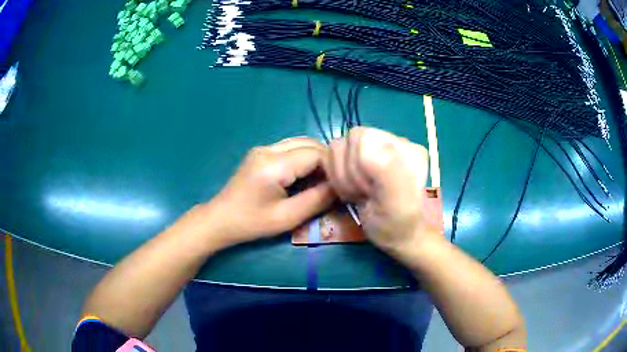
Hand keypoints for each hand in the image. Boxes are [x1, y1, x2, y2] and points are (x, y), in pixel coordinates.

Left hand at [208, 137, 334, 245]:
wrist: (220, 219)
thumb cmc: (252, 222)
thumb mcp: (287, 218)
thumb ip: (317, 200)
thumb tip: (339, 187)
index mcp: (274, 164)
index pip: (316, 154)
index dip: (333, 168)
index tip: (340, 186)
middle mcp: (269, 149)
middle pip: (309, 143)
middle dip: (326, 161)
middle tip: (333, 184)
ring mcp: (264, 148)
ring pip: (301, 143)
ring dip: (316, 158)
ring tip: (320, 181)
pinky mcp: (261, 153)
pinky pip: (291, 148)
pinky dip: (304, 159)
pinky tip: (304, 177)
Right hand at [324, 127, 441, 254]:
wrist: (396, 234)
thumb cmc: (397, 224)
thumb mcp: (398, 204)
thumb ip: (388, 173)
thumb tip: (368, 146)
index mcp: (405, 148)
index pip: (360, 137)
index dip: (356, 166)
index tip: (369, 191)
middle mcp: (392, 141)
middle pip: (348, 141)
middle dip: (350, 173)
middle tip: (365, 194)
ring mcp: (377, 147)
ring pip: (338, 148)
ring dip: (343, 177)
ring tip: (361, 193)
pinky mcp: (363, 155)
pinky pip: (335, 156)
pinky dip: (338, 176)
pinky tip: (355, 189)